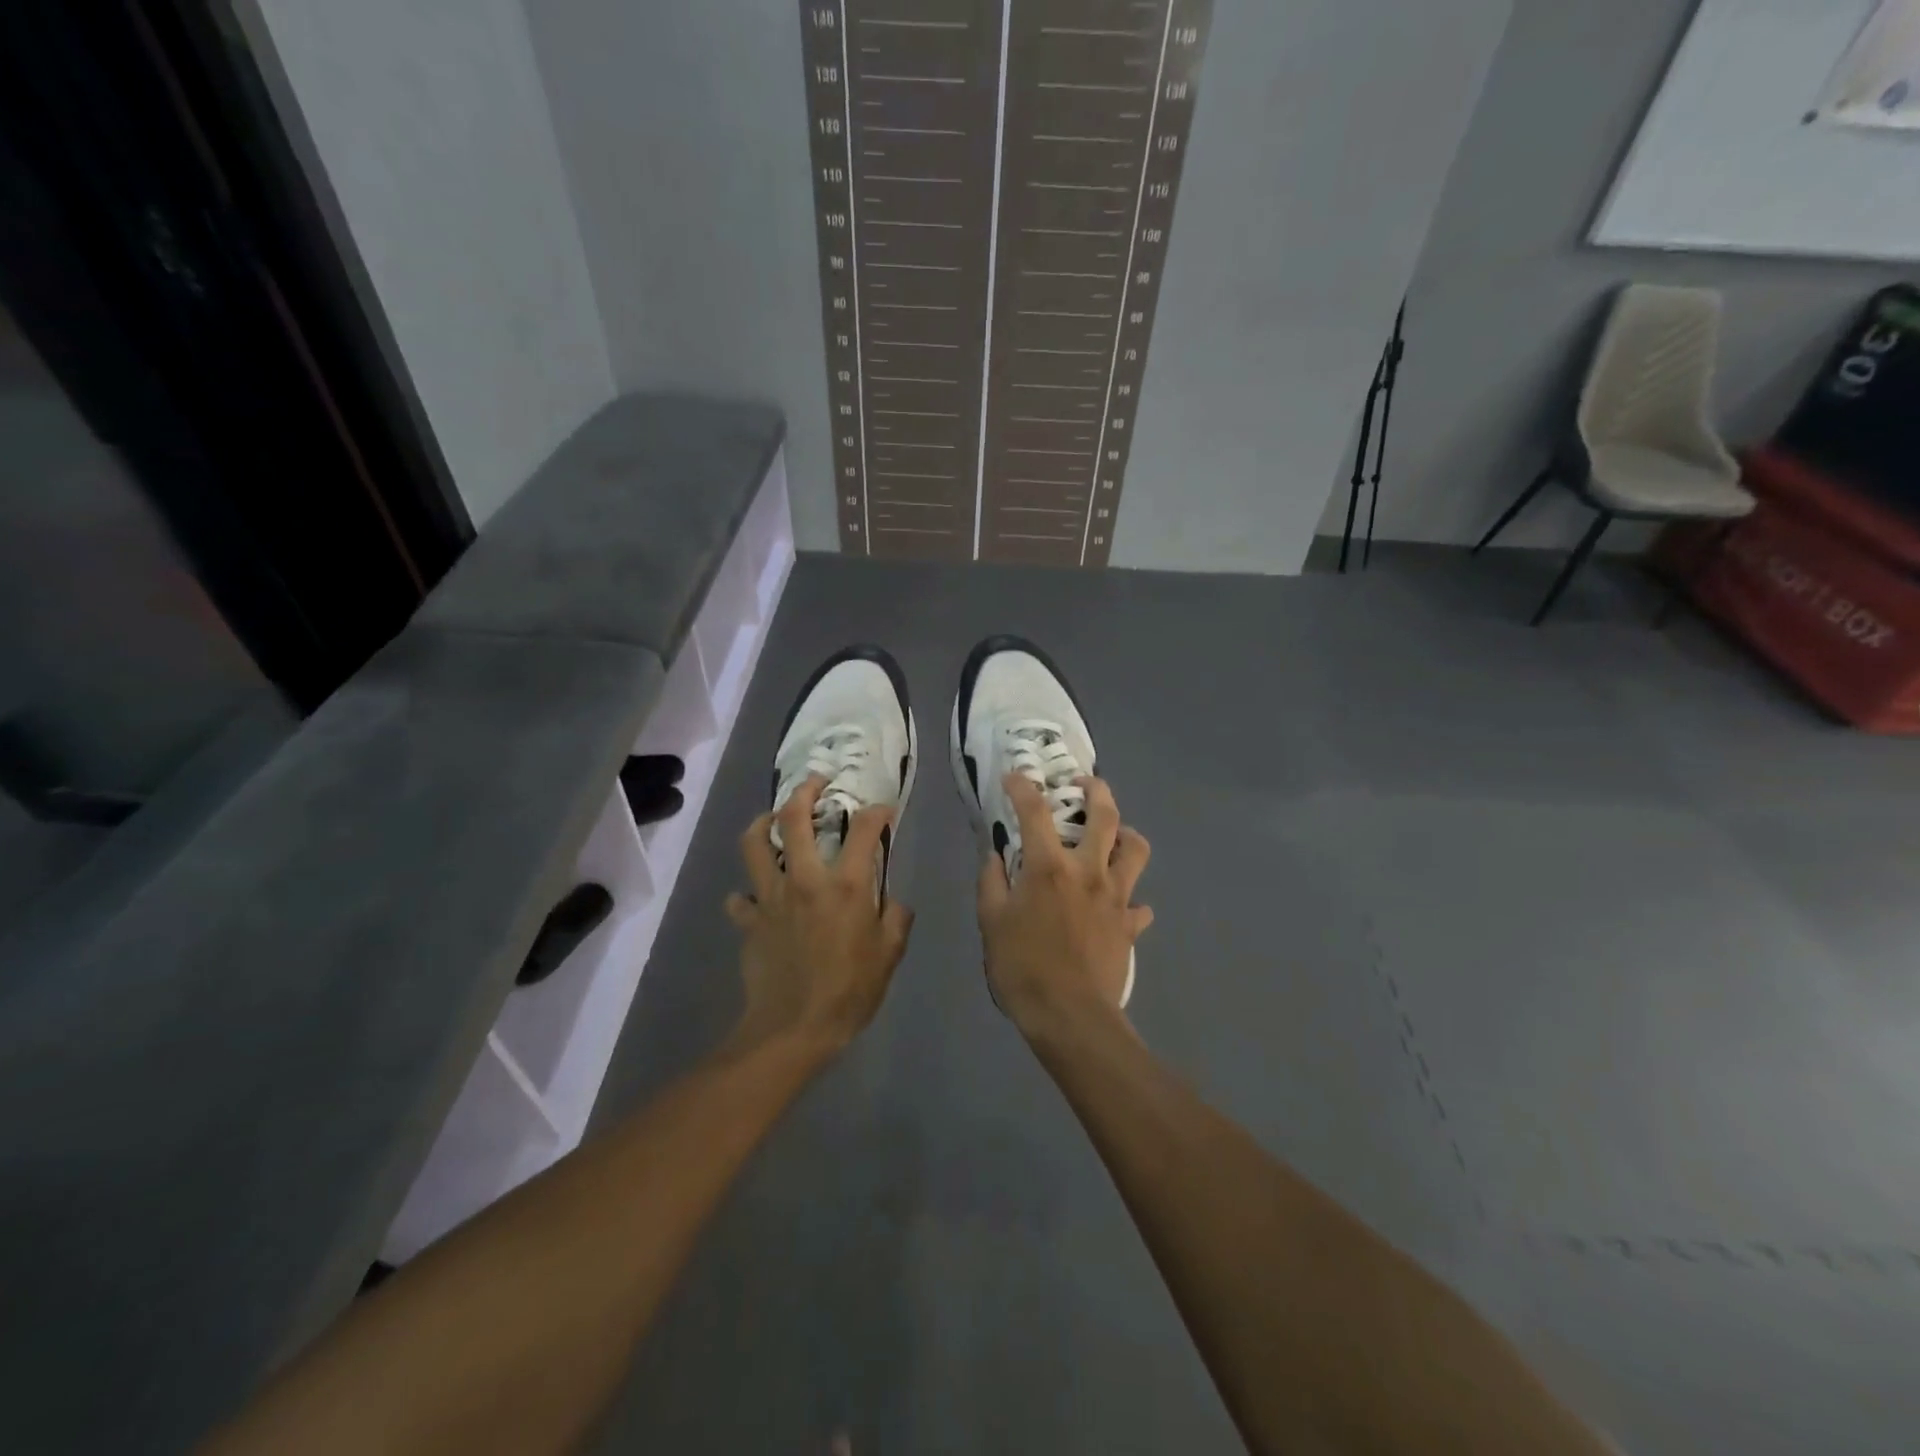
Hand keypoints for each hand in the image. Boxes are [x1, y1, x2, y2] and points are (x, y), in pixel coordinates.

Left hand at [725, 776, 914, 1059]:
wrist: (792, 1030)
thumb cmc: (849, 992)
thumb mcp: (889, 956)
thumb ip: (897, 919)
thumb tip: (893, 902)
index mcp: (847, 886)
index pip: (864, 830)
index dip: (877, 812)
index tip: (882, 810)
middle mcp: (805, 880)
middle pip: (794, 819)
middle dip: (806, 791)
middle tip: (817, 782)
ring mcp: (770, 898)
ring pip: (754, 843)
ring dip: (763, 822)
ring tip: (773, 817)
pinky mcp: (748, 920)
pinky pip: (740, 898)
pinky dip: (747, 893)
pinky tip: (757, 896)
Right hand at [976, 773, 1152, 1036]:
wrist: (1070, 1016)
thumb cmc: (1023, 967)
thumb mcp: (991, 922)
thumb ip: (991, 882)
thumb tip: (995, 856)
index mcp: (1050, 867)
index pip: (1034, 812)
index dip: (1022, 787)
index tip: (1014, 777)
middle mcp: (1089, 871)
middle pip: (1105, 815)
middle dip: (1096, 790)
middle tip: (1084, 784)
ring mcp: (1116, 897)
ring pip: (1136, 850)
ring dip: (1126, 835)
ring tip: (1113, 837)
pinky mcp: (1130, 925)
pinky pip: (1138, 904)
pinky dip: (1130, 899)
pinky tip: (1118, 905)